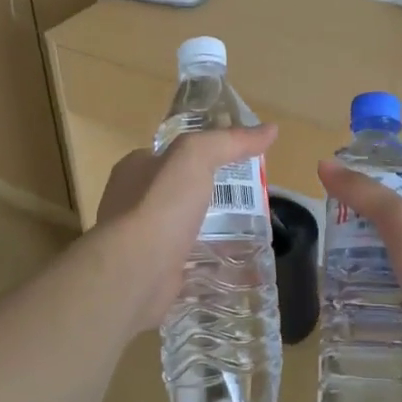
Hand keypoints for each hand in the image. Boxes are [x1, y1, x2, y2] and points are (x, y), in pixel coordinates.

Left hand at [96, 125, 277, 331]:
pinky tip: (235, 265)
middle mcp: (131, 202)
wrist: (135, 272)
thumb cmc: (160, 206)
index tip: (236, 161)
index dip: (201, 154)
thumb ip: (229, 141)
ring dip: (211, 231)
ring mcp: (141, 240)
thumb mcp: (195, 157)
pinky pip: (188, 262)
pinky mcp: (153, 271)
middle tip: (250, 200)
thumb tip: (270, 129)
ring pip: (184, 229)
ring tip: (251, 233)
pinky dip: (209, 264)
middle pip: (179, 192)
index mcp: (134, 169)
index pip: (169, 154)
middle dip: (210, 195)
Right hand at [315, 159, 401, 399]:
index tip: (340, 206)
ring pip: (394, 273)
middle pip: (397, 237)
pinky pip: (395, 306)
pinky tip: (348, 310)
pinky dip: (375, 306)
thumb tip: (324, 164)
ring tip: (330, 277)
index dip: (376, 199)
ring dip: (367, 275)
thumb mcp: (400, 218)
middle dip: (365, 241)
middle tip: (329, 246)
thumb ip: (363, 193)